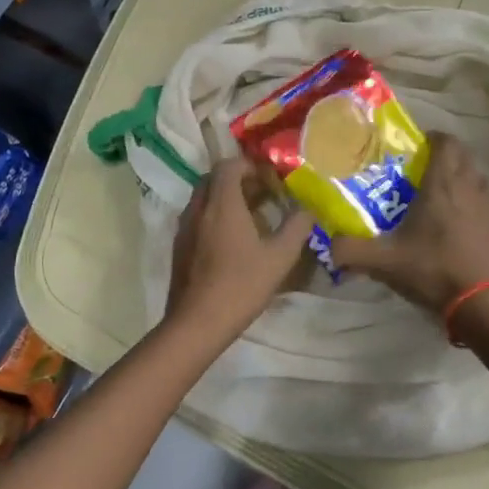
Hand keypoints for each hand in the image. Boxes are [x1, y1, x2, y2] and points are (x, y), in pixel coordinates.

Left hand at [164, 160, 315, 345]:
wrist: (197, 322)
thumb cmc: (241, 285)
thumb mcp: (279, 257)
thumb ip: (296, 227)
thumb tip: (309, 209)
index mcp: (221, 203)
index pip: (228, 165)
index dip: (250, 166)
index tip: (270, 180)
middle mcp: (198, 208)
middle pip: (214, 178)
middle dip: (239, 180)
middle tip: (264, 195)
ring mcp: (184, 227)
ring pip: (204, 198)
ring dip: (226, 199)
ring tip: (253, 217)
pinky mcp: (179, 246)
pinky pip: (198, 217)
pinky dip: (215, 216)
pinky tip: (234, 241)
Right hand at [330, 132, 488, 315]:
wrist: (483, 304)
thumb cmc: (433, 270)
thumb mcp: (384, 262)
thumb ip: (351, 250)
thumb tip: (329, 246)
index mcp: (443, 184)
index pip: (446, 142)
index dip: (432, 138)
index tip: (417, 146)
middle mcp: (472, 186)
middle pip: (463, 156)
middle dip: (446, 157)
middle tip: (425, 172)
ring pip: (479, 179)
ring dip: (463, 180)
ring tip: (444, 198)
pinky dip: (478, 206)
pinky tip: (465, 226)